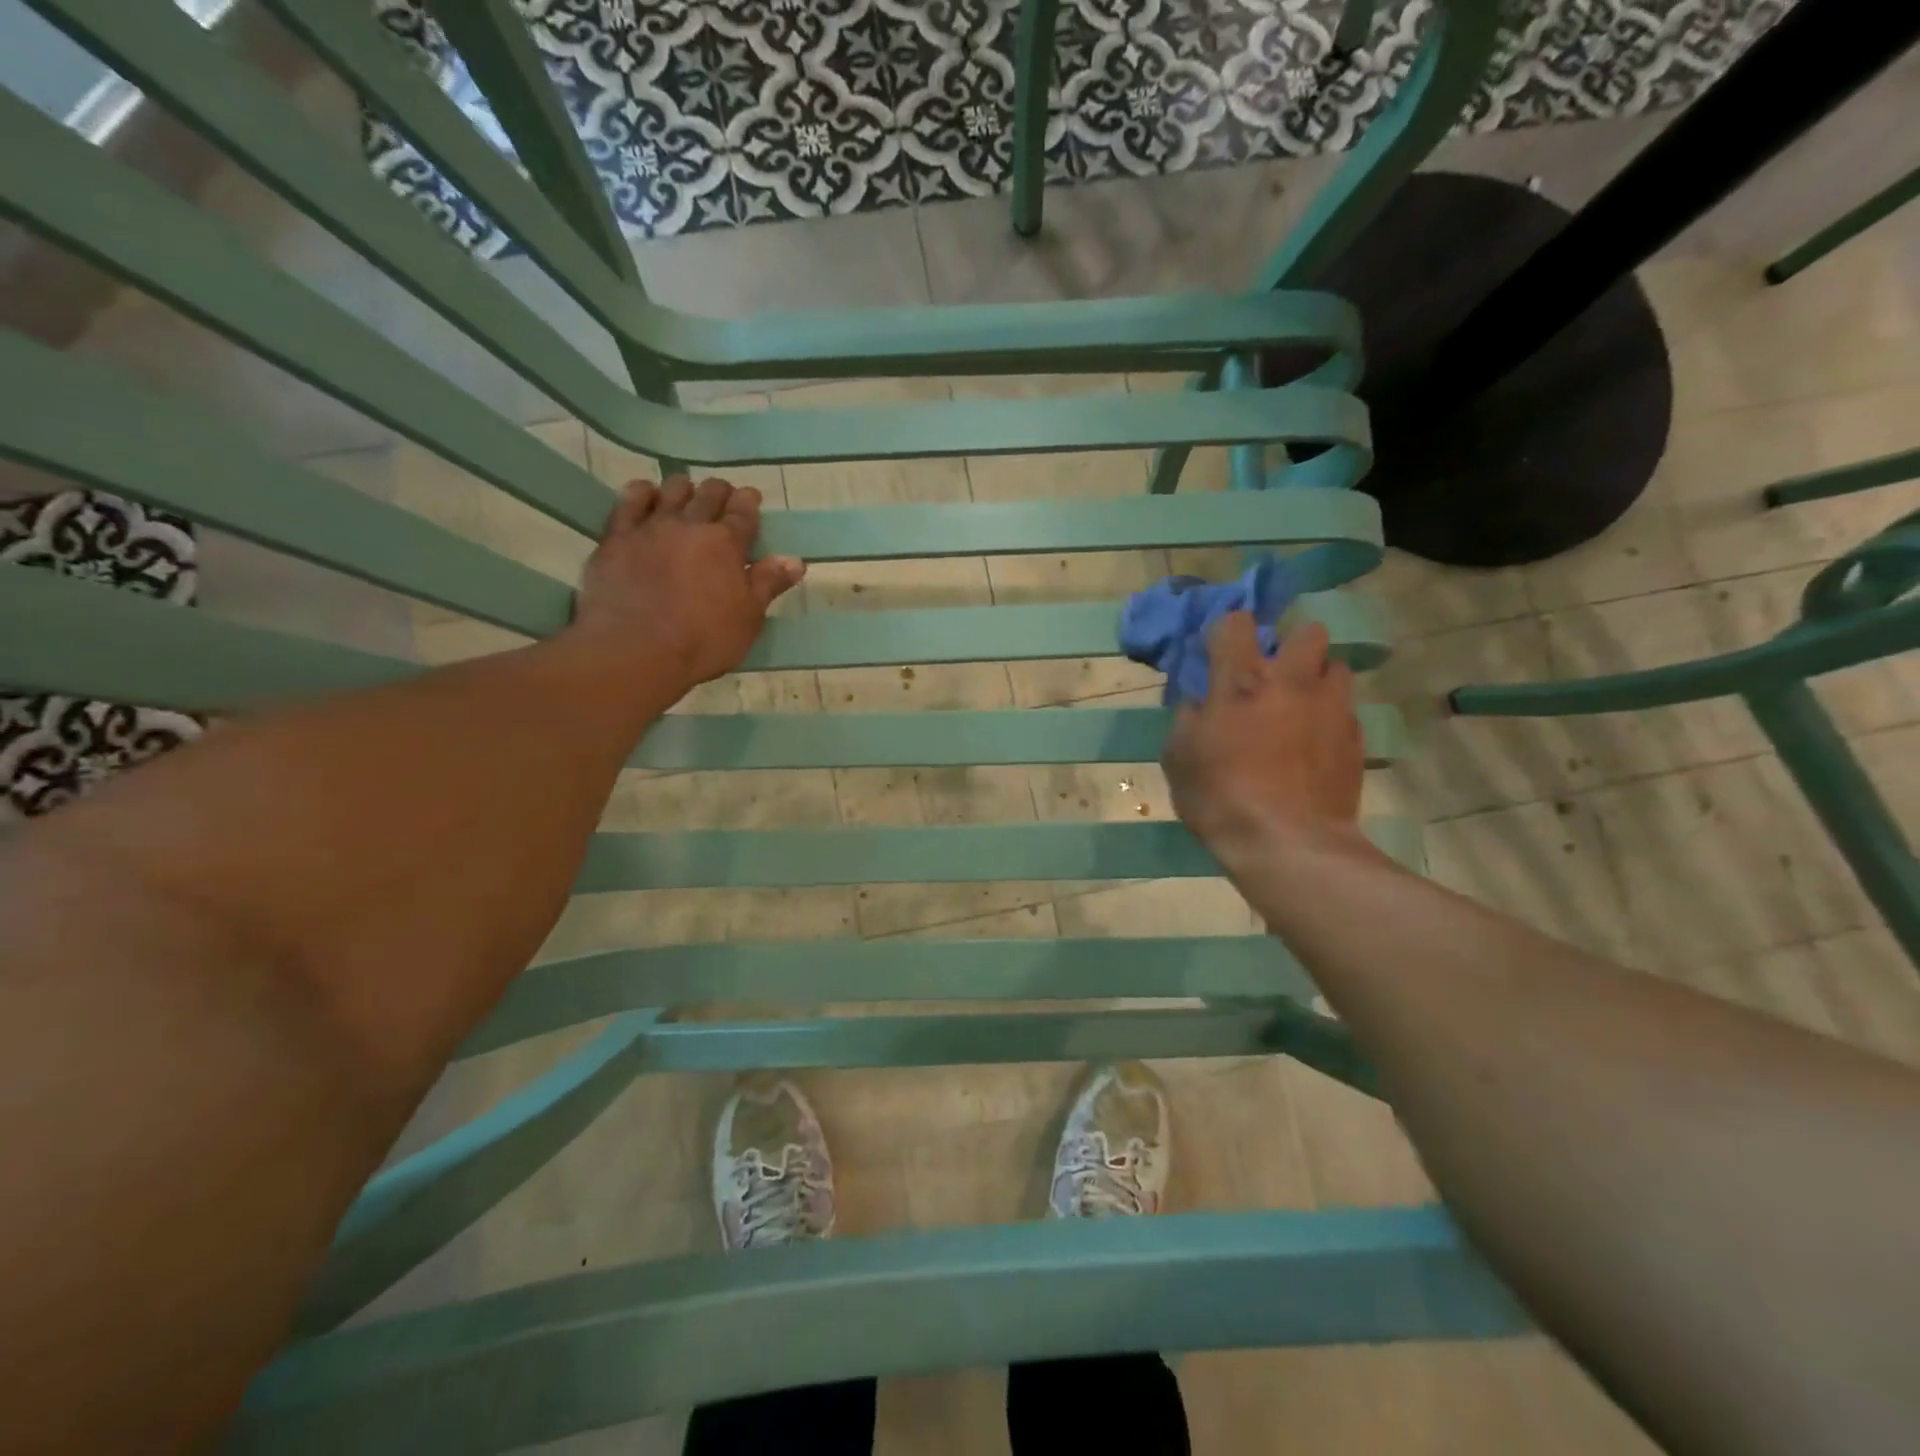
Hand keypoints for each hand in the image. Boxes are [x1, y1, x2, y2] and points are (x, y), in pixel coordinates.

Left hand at [568, 476, 804, 690]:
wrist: (635, 650)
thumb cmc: (704, 640)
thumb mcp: (748, 618)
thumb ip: (768, 584)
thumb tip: (795, 560)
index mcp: (727, 544)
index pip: (744, 511)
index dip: (749, 501)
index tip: (751, 497)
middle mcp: (690, 525)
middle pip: (709, 494)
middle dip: (719, 492)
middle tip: (722, 499)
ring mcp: (650, 528)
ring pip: (671, 490)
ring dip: (683, 489)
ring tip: (686, 496)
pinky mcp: (616, 538)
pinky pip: (628, 501)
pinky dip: (641, 493)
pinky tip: (645, 494)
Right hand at [1163, 614, 1365, 864]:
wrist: (1288, 844)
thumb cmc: (1220, 798)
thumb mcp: (1178, 758)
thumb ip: (1188, 719)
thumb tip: (1200, 703)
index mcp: (1241, 682)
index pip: (1237, 623)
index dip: (1228, 631)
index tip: (1222, 651)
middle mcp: (1291, 682)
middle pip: (1307, 631)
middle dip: (1292, 646)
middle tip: (1275, 677)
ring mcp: (1330, 707)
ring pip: (1336, 667)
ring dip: (1318, 680)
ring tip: (1302, 708)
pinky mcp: (1355, 737)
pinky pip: (1345, 711)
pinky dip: (1330, 719)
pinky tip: (1316, 748)